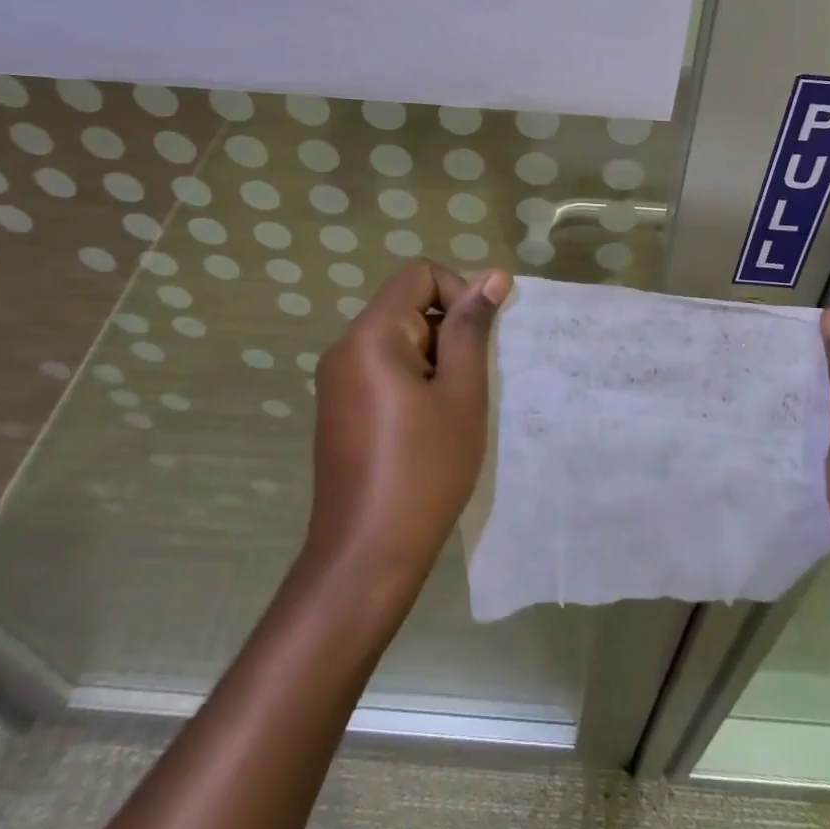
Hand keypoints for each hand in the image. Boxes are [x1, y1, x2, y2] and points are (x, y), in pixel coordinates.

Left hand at [307, 259, 510, 581]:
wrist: (367, 554)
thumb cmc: (425, 469)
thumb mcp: (461, 393)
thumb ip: (472, 329)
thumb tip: (493, 276)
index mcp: (371, 336)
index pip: (419, 274)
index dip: (458, 292)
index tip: (480, 338)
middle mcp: (344, 347)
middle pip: (406, 305)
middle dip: (448, 331)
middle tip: (472, 381)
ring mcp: (336, 380)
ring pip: (397, 339)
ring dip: (434, 358)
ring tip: (454, 407)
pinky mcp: (338, 408)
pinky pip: (381, 369)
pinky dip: (413, 379)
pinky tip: (429, 425)